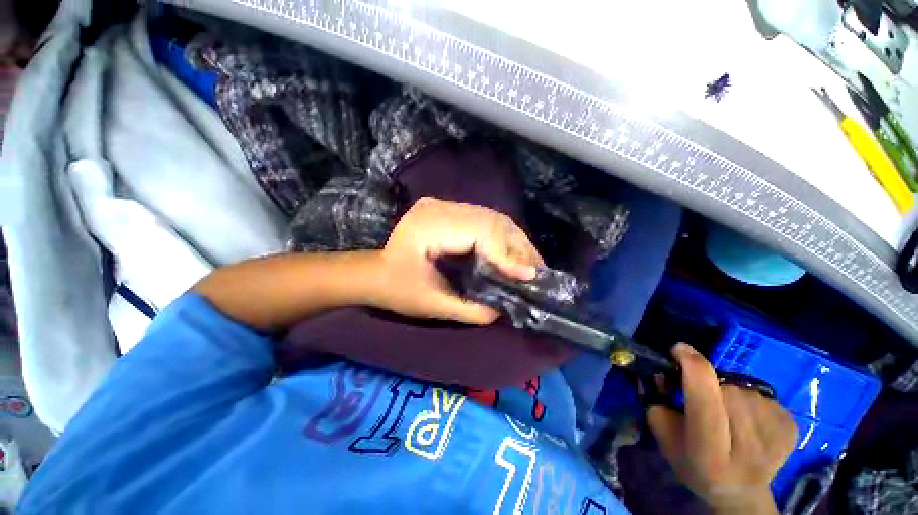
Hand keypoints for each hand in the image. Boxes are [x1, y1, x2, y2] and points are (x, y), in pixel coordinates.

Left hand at [372, 197, 543, 324]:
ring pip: (492, 217)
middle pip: (490, 221)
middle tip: (537, 270)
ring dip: (514, 241)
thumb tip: (504, 309)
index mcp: (427, 228)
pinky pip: (485, 219)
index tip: (529, 275)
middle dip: (518, 247)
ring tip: (531, 264)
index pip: (478, 232)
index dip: (506, 254)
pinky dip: (503, 237)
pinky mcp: (449, 209)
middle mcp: (437, 208)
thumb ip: (469, 309)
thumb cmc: (398, 291)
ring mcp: (443, 204)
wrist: (377, 272)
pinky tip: (513, 253)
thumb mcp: (432, 305)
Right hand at [648, 344, 797, 514]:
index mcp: (710, 452)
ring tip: (727, 413)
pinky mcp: (790, 427)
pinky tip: (749, 420)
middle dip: (709, 385)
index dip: (691, 367)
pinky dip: (750, 401)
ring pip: (743, 389)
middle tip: (702, 399)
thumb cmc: (695, 464)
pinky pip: (763, 395)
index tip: (679, 349)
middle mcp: (747, 444)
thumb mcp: (665, 437)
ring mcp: (775, 435)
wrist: (740, 492)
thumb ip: (658, 403)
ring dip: (729, 392)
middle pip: (725, 389)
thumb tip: (663, 372)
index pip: (704, 398)